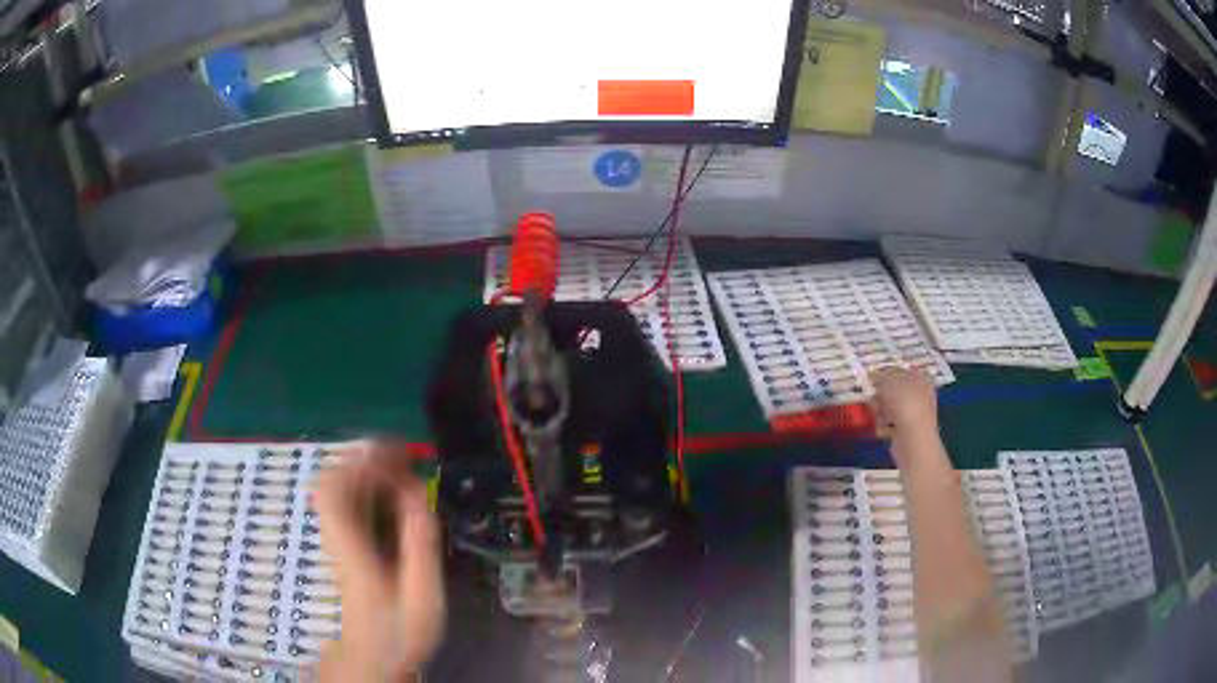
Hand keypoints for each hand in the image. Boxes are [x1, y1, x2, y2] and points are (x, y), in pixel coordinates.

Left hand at [314, 442, 444, 680]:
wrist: (374, 656)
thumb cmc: (400, 629)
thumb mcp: (421, 594)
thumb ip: (419, 545)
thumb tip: (418, 496)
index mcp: (350, 547)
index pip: (334, 491)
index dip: (358, 463)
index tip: (394, 454)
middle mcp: (336, 536)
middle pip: (332, 483)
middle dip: (364, 460)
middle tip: (402, 455)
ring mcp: (337, 539)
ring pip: (336, 490)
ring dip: (365, 470)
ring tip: (400, 466)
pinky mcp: (344, 544)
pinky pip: (346, 503)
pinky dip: (365, 487)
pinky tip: (389, 491)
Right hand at [871, 366, 938, 451]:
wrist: (913, 440)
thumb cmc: (905, 405)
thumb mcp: (889, 383)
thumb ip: (880, 376)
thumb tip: (873, 374)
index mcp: (921, 380)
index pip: (903, 371)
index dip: (888, 373)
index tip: (873, 378)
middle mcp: (920, 396)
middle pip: (896, 391)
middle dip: (881, 395)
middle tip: (873, 397)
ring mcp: (914, 415)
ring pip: (891, 408)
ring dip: (881, 411)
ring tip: (877, 415)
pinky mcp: (907, 432)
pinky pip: (890, 424)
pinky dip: (884, 426)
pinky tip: (881, 429)